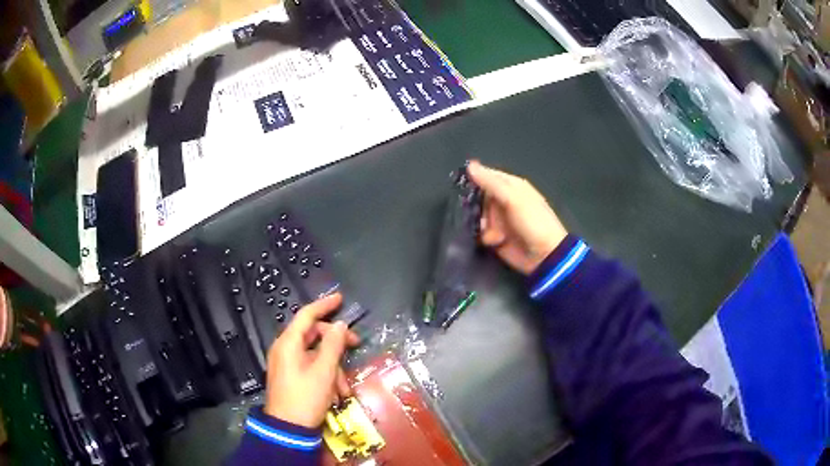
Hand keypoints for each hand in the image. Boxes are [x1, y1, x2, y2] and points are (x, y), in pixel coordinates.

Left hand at [264, 293, 359, 427]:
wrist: (289, 429)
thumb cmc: (305, 397)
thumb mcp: (324, 371)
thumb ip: (333, 345)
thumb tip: (340, 325)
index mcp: (288, 343)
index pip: (307, 315)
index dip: (324, 305)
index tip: (341, 298)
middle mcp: (285, 349)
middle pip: (313, 335)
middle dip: (336, 343)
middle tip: (355, 344)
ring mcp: (287, 364)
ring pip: (316, 355)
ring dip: (333, 367)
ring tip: (344, 388)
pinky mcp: (291, 377)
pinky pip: (311, 368)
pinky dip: (325, 376)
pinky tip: (336, 393)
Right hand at [467, 161, 567, 274]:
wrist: (544, 256)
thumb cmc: (533, 222)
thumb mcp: (513, 199)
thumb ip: (491, 183)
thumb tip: (470, 165)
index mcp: (511, 186)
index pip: (487, 176)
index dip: (474, 177)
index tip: (459, 181)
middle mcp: (504, 201)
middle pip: (479, 196)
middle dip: (474, 203)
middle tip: (472, 209)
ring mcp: (499, 219)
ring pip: (478, 215)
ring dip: (479, 222)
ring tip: (487, 228)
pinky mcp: (496, 237)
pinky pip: (481, 232)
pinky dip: (484, 236)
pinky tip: (493, 240)